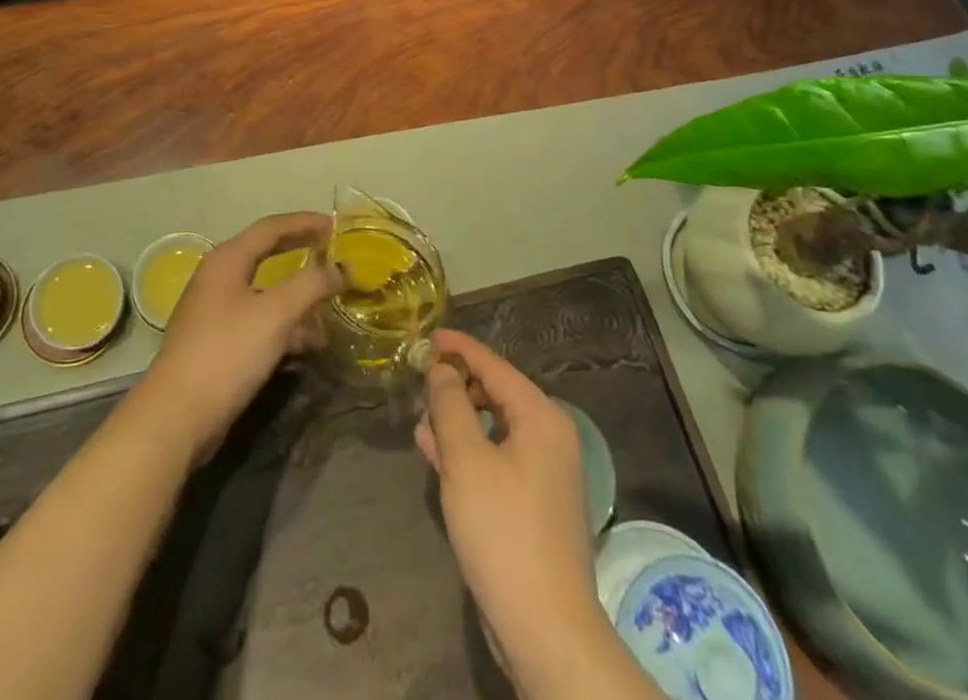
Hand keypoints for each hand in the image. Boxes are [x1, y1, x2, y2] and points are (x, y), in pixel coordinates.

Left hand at [132, 212, 341, 463]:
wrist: (176, 417)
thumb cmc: (227, 352)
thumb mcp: (276, 314)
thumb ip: (310, 285)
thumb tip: (339, 270)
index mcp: (227, 260)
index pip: (272, 227)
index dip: (305, 223)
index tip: (336, 227)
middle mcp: (218, 278)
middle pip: (266, 255)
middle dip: (301, 254)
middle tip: (333, 254)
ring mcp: (214, 311)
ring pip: (264, 292)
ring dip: (296, 296)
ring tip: (329, 307)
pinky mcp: (216, 343)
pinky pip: (258, 321)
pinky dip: (283, 325)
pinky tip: (307, 344)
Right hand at [416, 331, 599, 675]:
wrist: (546, 629)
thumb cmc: (504, 531)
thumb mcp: (466, 460)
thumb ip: (450, 404)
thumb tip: (442, 369)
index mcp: (541, 417)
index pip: (494, 365)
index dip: (459, 348)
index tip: (427, 336)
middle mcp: (549, 437)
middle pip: (496, 393)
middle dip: (456, 385)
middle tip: (418, 380)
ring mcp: (543, 473)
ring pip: (493, 428)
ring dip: (457, 419)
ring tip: (420, 415)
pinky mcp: (532, 504)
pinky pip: (496, 458)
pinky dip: (468, 450)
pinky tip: (435, 451)